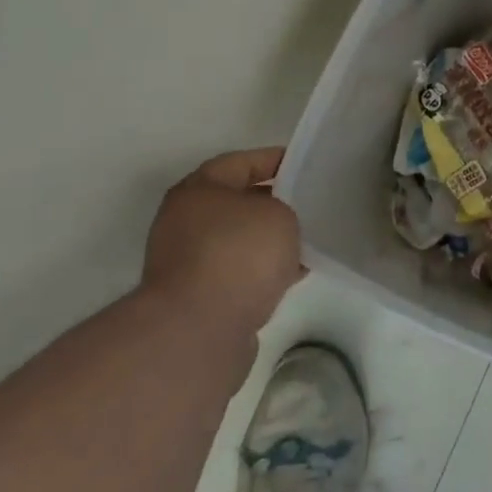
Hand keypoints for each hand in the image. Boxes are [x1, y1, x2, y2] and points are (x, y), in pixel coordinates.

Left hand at [142, 148, 301, 333]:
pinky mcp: (195, 300)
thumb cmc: (239, 253)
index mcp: (198, 190)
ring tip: (304, 242)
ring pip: (236, 242)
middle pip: (235, 203)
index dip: (273, 160)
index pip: (240, 162)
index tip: (302, 164)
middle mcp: (184, 222)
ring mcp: (186, 263)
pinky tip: (290, 276)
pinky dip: (260, 273)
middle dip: (271, 203)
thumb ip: (282, 210)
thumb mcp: (279, 214)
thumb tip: (275, 227)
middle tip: (306, 204)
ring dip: (265, 242)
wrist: (199, 331)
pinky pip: (236, 274)